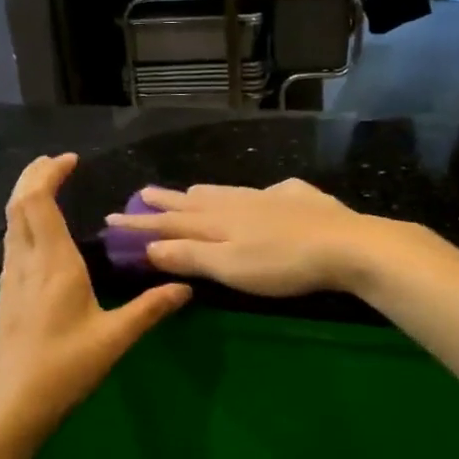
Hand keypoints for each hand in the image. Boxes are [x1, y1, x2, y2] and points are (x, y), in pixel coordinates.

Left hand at [0, 154, 190, 439]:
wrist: (14, 403)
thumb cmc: (65, 368)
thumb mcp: (114, 338)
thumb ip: (150, 309)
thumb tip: (184, 287)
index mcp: (53, 264)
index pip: (39, 202)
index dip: (50, 174)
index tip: (71, 160)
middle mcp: (27, 262)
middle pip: (18, 204)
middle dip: (34, 175)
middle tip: (57, 162)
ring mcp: (11, 278)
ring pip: (10, 222)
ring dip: (25, 196)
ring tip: (47, 185)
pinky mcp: (6, 294)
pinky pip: (11, 242)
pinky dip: (23, 221)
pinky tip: (38, 232)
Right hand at [104, 179, 384, 297]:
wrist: (346, 245)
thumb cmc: (282, 264)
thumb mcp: (229, 266)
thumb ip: (189, 256)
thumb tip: (149, 247)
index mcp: (218, 222)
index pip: (169, 222)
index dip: (140, 224)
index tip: (111, 219)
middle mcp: (238, 203)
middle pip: (195, 201)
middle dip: (166, 201)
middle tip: (143, 193)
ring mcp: (270, 197)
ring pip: (227, 192)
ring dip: (203, 194)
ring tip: (190, 191)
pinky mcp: (300, 199)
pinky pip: (267, 192)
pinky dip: (253, 194)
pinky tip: (265, 194)